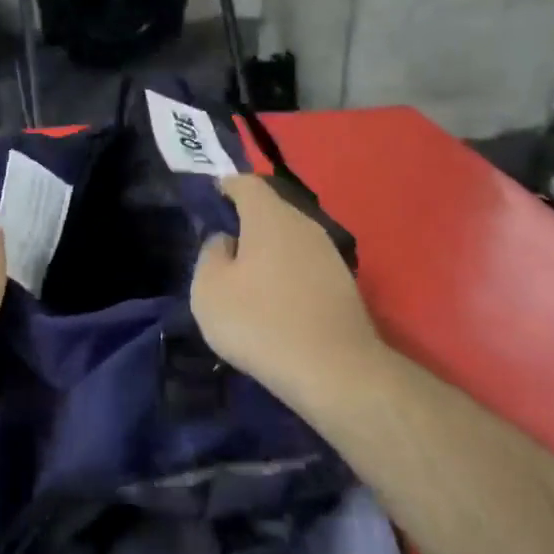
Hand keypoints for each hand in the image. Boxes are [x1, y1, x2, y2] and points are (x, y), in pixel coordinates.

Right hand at [192, 174, 387, 410]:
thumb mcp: (209, 290)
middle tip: (224, 245)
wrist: (333, 370)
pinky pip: (305, 265)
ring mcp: (329, 253)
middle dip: (247, 221)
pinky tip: (276, 302)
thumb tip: (226, 241)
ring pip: (290, 238)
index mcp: (270, 217)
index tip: (211, 199)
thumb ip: (211, 254)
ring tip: (247, 278)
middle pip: (272, 209)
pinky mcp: (344, 283)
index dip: (226, 186)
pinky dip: (287, 273)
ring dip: (269, 250)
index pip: (247, 183)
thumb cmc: (260, 322)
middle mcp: (304, 225)